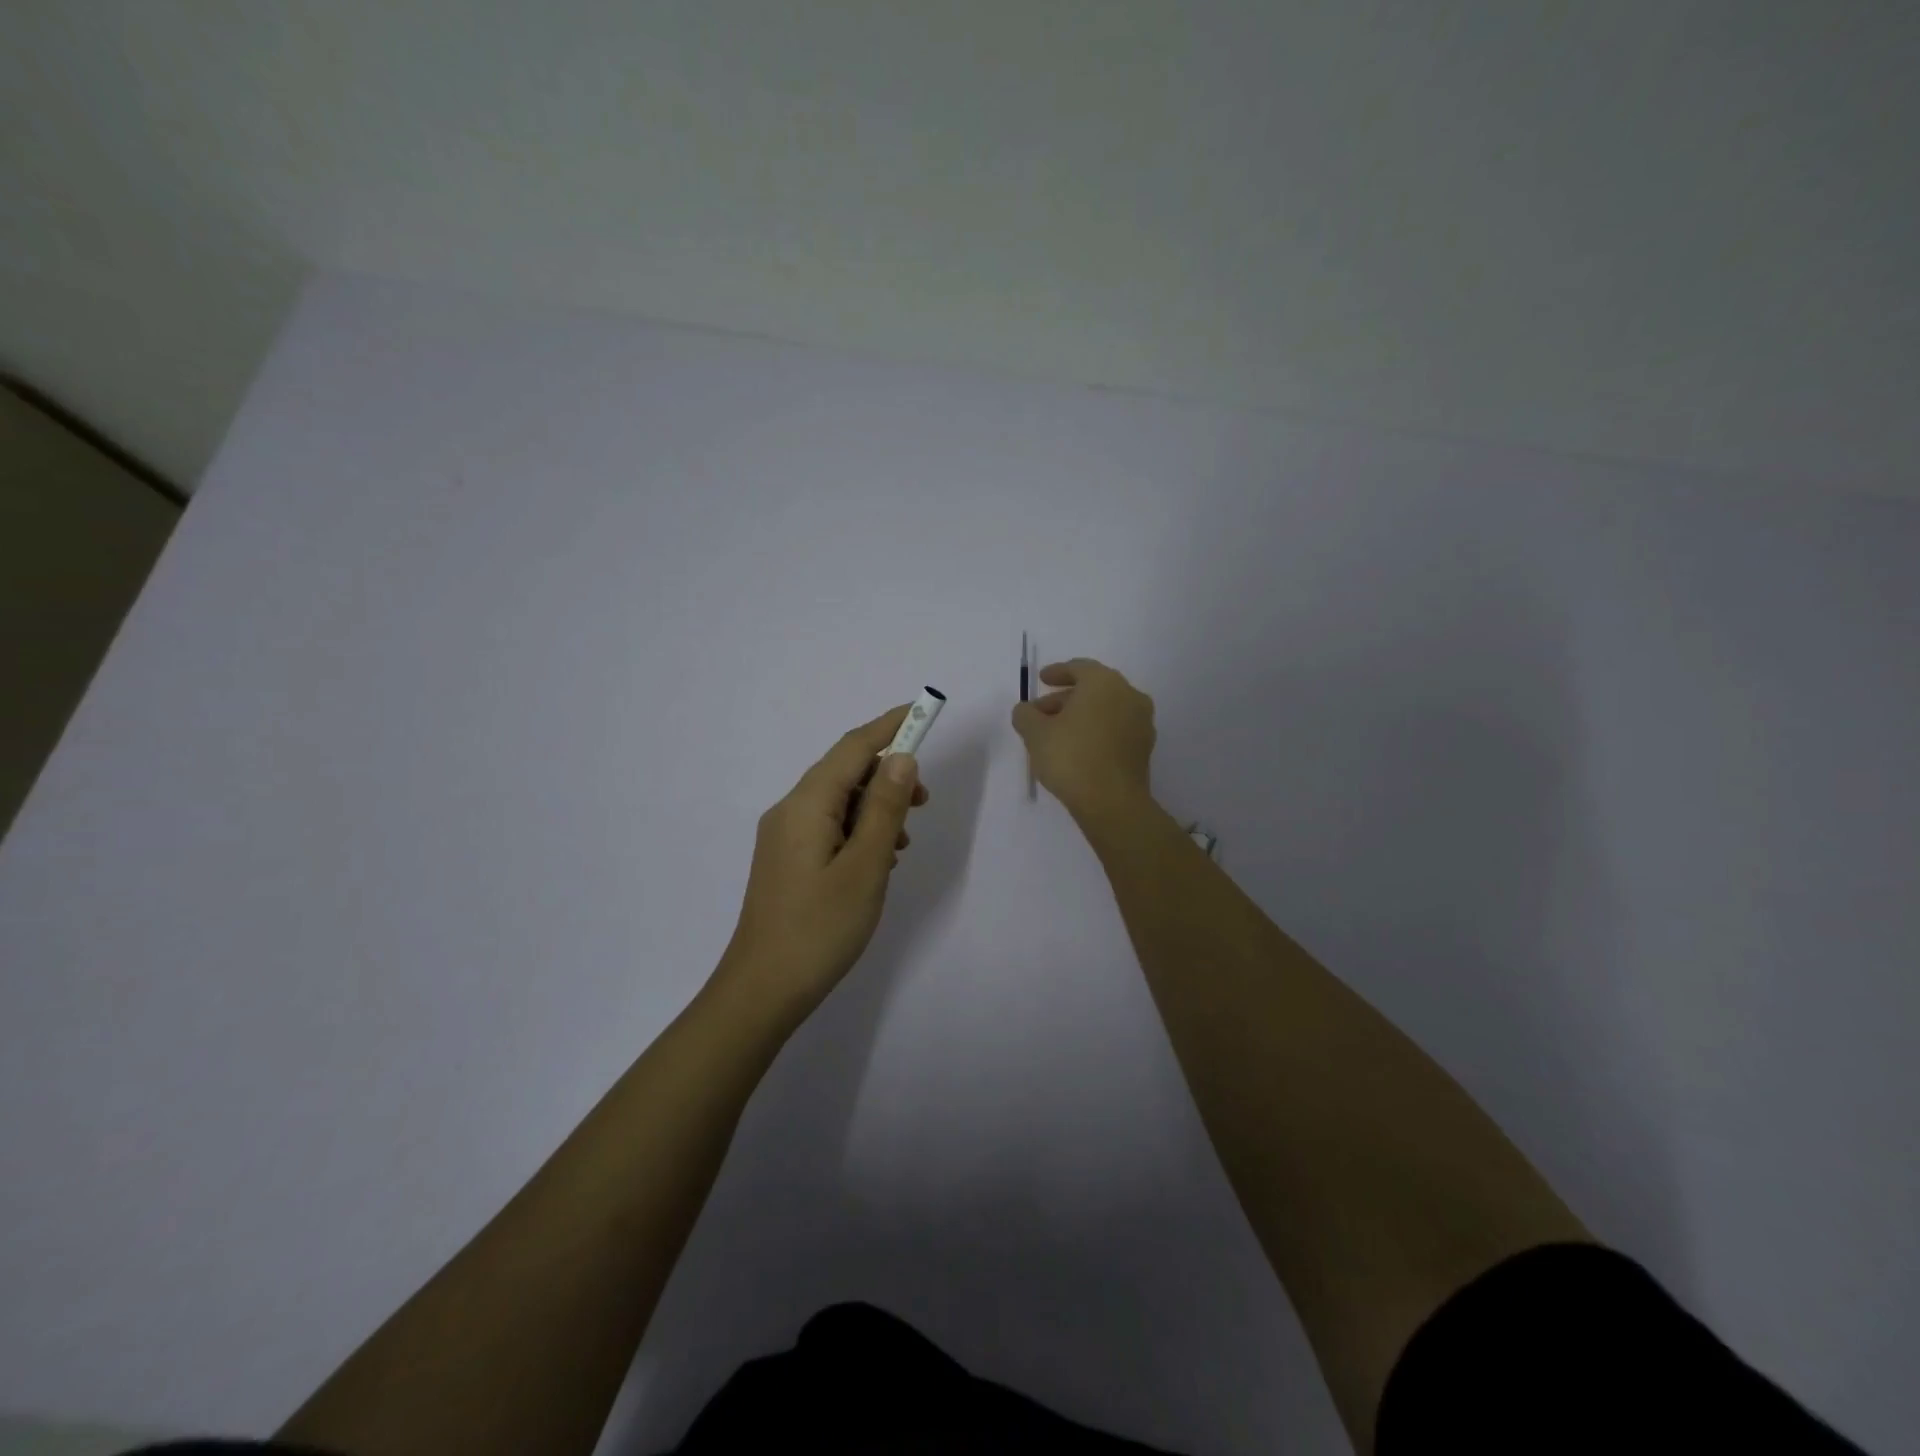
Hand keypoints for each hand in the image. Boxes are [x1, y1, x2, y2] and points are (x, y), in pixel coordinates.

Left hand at [716, 705, 929, 1021]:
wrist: (762, 991)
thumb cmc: (820, 929)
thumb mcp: (866, 866)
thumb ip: (885, 808)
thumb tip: (901, 758)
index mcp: (806, 804)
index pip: (853, 747)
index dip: (890, 726)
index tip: (924, 711)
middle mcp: (789, 810)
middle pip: (844, 771)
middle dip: (887, 774)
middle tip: (925, 802)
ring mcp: (783, 836)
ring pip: (838, 801)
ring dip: (876, 807)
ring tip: (903, 841)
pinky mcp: (786, 859)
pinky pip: (828, 826)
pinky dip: (858, 830)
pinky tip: (878, 860)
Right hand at [1011, 658, 1155, 820]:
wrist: (1112, 802)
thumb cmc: (1071, 757)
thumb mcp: (1035, 733)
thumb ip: (1025, 715)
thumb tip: (1026, 711)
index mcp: (1104, 683)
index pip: (1079, 668)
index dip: (1057, 672)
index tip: (1042, 680)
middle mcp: (1129, 695)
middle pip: (1093, 689)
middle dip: (1065, 698)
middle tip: (1040, 713)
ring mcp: (1141, 722)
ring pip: (1105, 710)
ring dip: (1080, 716)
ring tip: (1055, 734)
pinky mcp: (1144, 747)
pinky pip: (1115, 728)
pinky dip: (1096, 731)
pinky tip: (1077, 748)